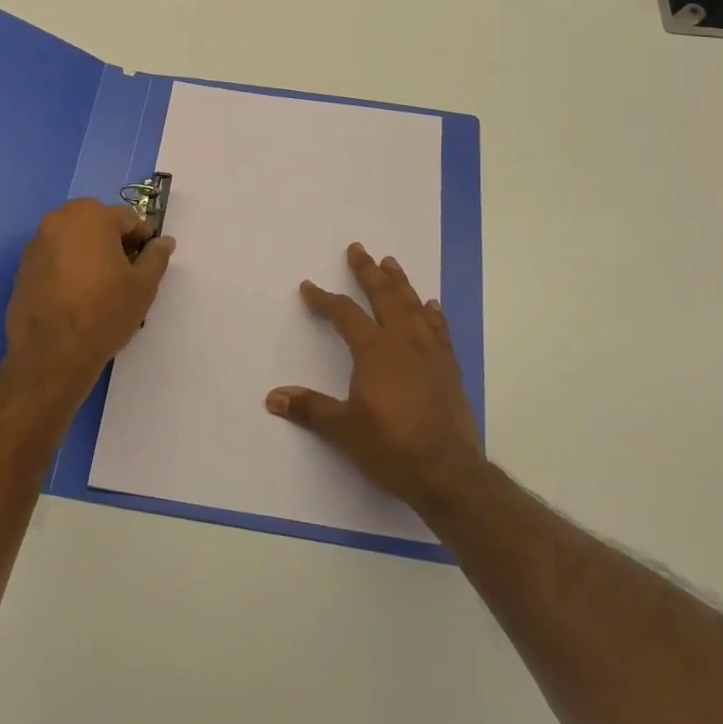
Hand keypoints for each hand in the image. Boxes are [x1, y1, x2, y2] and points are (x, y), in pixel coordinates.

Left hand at [0, 198, 174, 413]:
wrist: (50, 354)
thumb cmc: (104, 312)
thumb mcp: (143, 285)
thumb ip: (156, 257)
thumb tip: (164, 241)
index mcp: (91, 216)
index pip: (128, 219)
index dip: (144, 240)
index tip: (150, 262)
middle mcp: (59, 220)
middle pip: (98, 225)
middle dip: (115, 244)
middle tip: (128, 275)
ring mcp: (37, 243)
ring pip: (75, 241)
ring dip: (91, 255)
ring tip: (103, 288)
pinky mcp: (23, 268)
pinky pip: (56, 258)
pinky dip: (70, 268)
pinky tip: (78, 296)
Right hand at [267, 242, 485, 516]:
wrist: (448, 473)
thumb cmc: (391, 447)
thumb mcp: (344, 429)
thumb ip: (310, 408)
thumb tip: (273, 397)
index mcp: (374, 350)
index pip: (344, 314)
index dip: (324, 299)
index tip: (309, 287)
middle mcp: (403, 341)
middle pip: (384, 296)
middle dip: (368, 272)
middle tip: (358, 249)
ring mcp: (431, 353)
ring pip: (413, 307)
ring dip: (400, 283)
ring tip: (391, 264)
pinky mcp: (449, 368)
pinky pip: (440, 330)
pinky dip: (433, 314)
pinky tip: (431, 305)